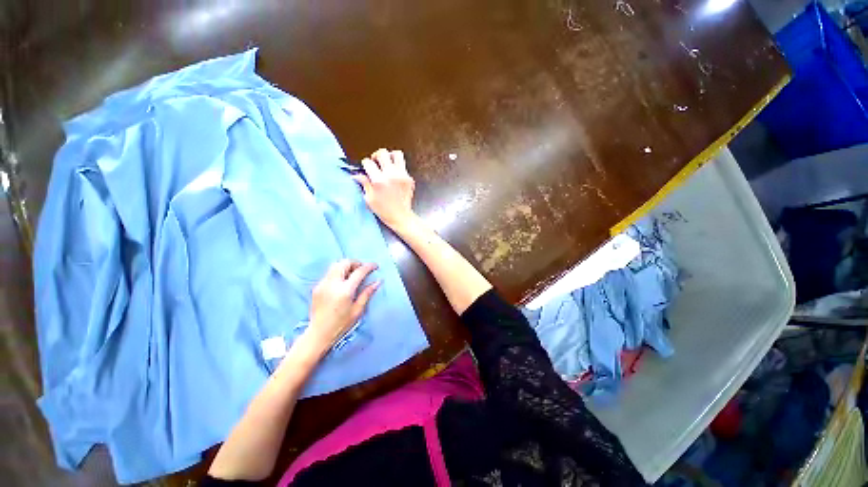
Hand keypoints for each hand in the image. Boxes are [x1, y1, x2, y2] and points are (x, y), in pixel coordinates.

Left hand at [306, 260, 380, 353]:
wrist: (318, 333)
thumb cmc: (341, 324)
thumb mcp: (358, 310)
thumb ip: (367, 293)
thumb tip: (378, 281)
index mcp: (345, 291)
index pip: (359, 271)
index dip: (369, 266)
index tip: (375, 266)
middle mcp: (332, 284)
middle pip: (344, 263)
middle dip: (356, 263)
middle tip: (362, 269)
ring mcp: (323, 284)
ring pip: (335, 265)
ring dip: (346, 266)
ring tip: (353, 274)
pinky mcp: (317, 287)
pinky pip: (329, 273)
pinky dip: (338, 272)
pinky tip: (343, 282)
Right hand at [352, 148, 416, 230]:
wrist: (401, 217)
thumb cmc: (383, 211)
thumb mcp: (369, 198)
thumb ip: (364, 183)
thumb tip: (356, 175)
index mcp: (379, 181)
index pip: (368, 162)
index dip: (365, 165)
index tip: (366, 169)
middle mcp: (391, 175)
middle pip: (382, 153)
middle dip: (376, 156)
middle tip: (376, 163)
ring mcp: (402, 175)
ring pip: (397, 154)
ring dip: (390, 157)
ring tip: (387, 164)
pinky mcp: (409, 178)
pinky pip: (403, 166)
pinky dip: (397, 167)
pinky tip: (394, 176)